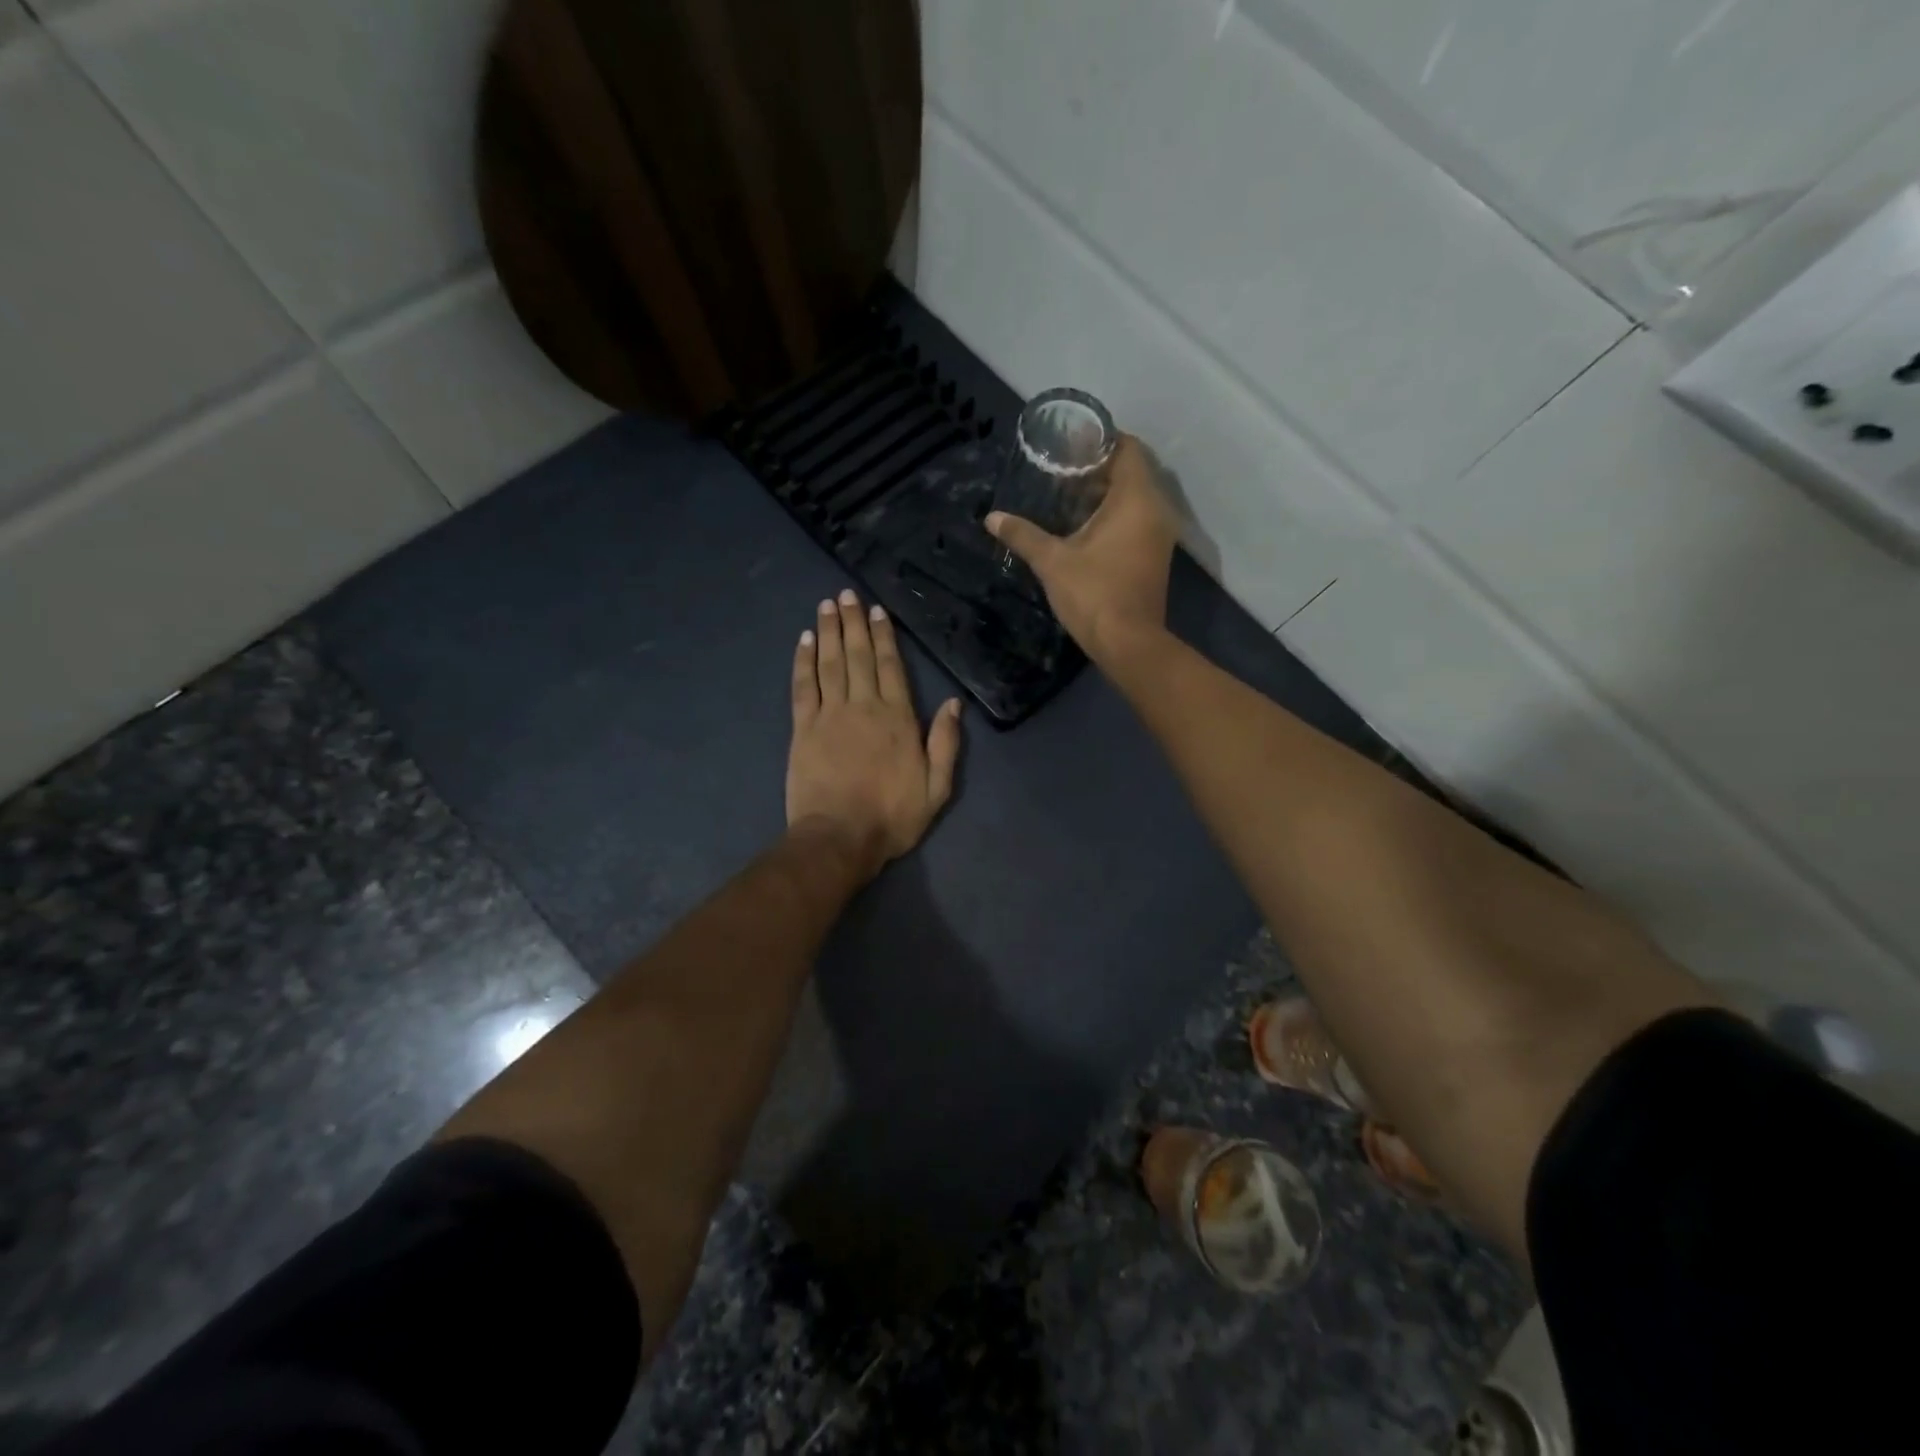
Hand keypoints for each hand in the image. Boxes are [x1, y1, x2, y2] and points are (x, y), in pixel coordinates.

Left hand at [788, 589, 962, 880]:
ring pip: (830, 664)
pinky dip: (803, 661)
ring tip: (827, 606)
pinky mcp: (803, 729)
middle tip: (846, 595)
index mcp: (898, 718)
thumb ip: (946, 743)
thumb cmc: (893, 816)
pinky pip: (803, 686)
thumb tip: (953, 703)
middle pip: (858, 656)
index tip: (877, 611)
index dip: (884, 636)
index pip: (891, 667)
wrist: (840, 838)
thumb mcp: (937, 787)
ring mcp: (830, 715)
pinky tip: (804, 641)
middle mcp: (864, 706)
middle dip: (853, 623)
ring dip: (828, 633)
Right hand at [985, 435, 1176, 663]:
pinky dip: (1115, 514)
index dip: (1101, 440)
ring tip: (1067, 495)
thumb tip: (992, 518)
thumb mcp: (1052, 562)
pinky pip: (1137, 519)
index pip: (1127, 448)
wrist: (1128, 644)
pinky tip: (1083, 526)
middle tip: (1061, 468)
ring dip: (1105, 493)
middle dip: (1098, 467)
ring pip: (1135, 497)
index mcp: (1136, 499)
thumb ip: (1023, 535)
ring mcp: (1159, 535)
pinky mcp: (1155, 555)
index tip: (1071, 442)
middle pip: (1132, 471)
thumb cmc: (1093, 594)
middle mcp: (1156, 509)